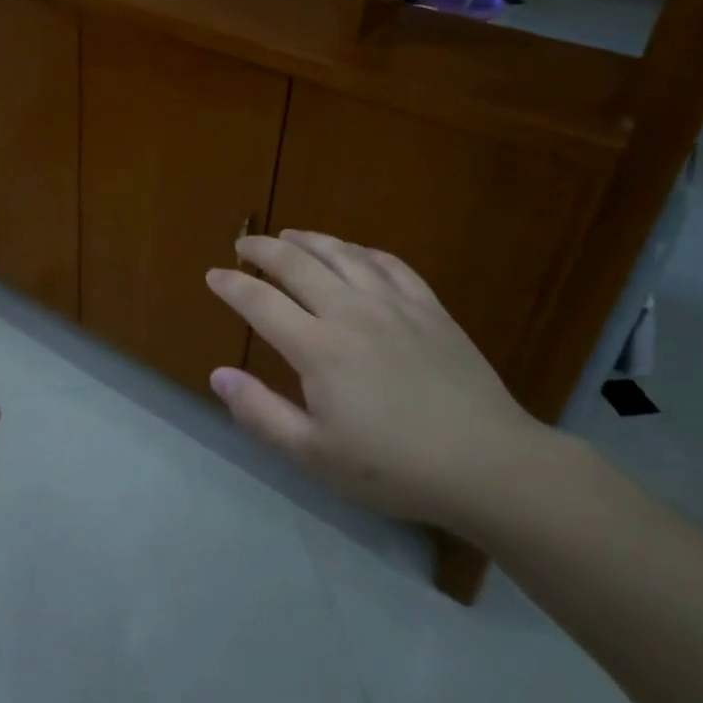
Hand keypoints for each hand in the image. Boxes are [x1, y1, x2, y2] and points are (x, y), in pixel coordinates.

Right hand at [205, 231, 546, 531]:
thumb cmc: (394, 467)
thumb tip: (218, 375)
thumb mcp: (314, 455)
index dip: (232, 285)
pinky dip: (363, 251)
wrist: (489, 464)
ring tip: (289, 235)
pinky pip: (390, 264)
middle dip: (263, 249)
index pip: (260, 301)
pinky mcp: (430, 308)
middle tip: (243, 245)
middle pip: (296, 264)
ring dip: (309, 240)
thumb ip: (260, 413)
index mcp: (318, 347)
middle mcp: (350, 312)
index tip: (213, 275)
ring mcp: (394, 304)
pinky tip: (355, 252)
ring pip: (342, 254)